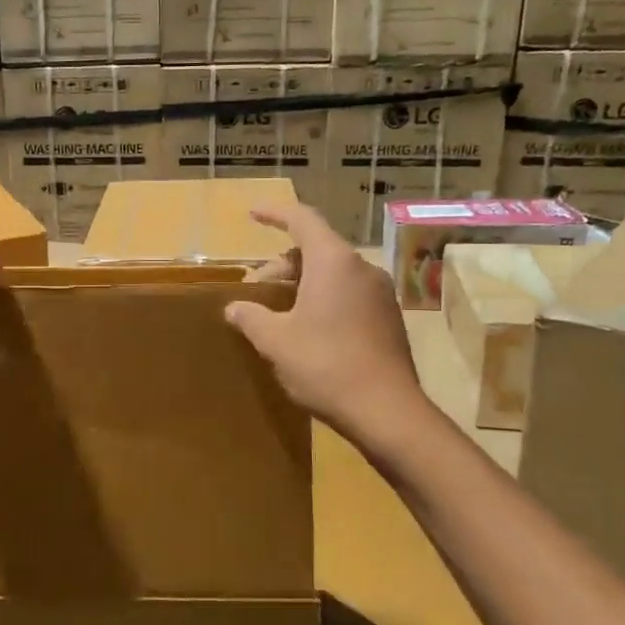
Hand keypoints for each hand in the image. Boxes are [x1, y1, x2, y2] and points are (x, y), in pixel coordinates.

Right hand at [226, 203, 421, 435]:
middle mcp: (361, 268)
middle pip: (316, 248)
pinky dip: (324, 298)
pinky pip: (350, 293)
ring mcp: (381, 293)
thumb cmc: (325, 365)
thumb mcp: (275, 341)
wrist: (388, 412)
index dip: (275, 213)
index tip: (253, 214)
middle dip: (282, 263)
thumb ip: (251, 317)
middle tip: (256, 290)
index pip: (302, 219)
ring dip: (302, 283)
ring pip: (333, 272)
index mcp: (333, 262)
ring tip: (279, 311)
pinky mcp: (389, 318)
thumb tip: (235, 308)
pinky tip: (308, 329)